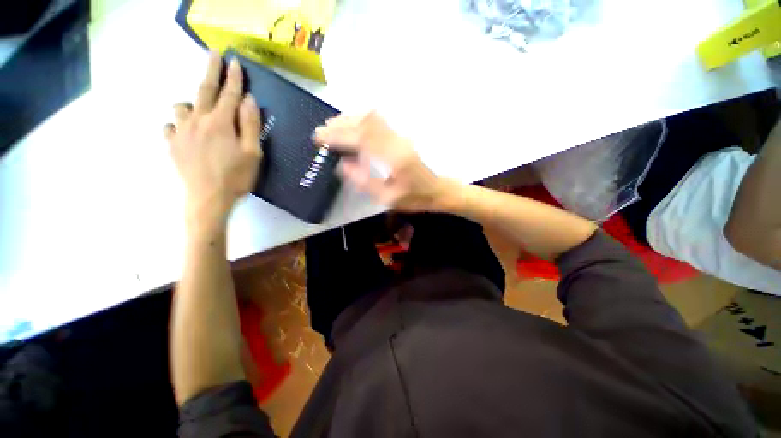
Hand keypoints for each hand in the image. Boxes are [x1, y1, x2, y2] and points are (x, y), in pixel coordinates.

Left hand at [164, 52, 262, 231]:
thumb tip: (248, 100)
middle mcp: (197, 120)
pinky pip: (170, 126)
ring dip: (192, 103)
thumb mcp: (253, 153)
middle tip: (213, 54)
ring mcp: (181, 131)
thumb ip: (250, 125)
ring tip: (200, 112)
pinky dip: (177, 124)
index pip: (229, 93)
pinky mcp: (172, 145)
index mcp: (220, 123)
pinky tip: (185, 132)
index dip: (233, 77)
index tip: (235, 61)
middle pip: (204, 89)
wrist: (208, 199)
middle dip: (211, 70)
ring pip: (182, 106)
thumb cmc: (237, 177)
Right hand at [314, 112, 452, 211]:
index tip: (320, 139)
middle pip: (364, 124)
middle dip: (339, 125)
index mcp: (393, 158)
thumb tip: (342, 165)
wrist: (438, 189)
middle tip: (321, 131)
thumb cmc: (414, 197)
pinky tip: (353, 125)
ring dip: (349, 120)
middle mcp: (396, 141)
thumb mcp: (388, 198)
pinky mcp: (402, 136)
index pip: (360, 139)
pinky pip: (379, 121)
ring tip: (332, 126)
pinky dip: (362, 120)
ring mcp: (401, 136)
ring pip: (372, 118)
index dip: (337, 136)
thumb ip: (365, 182)